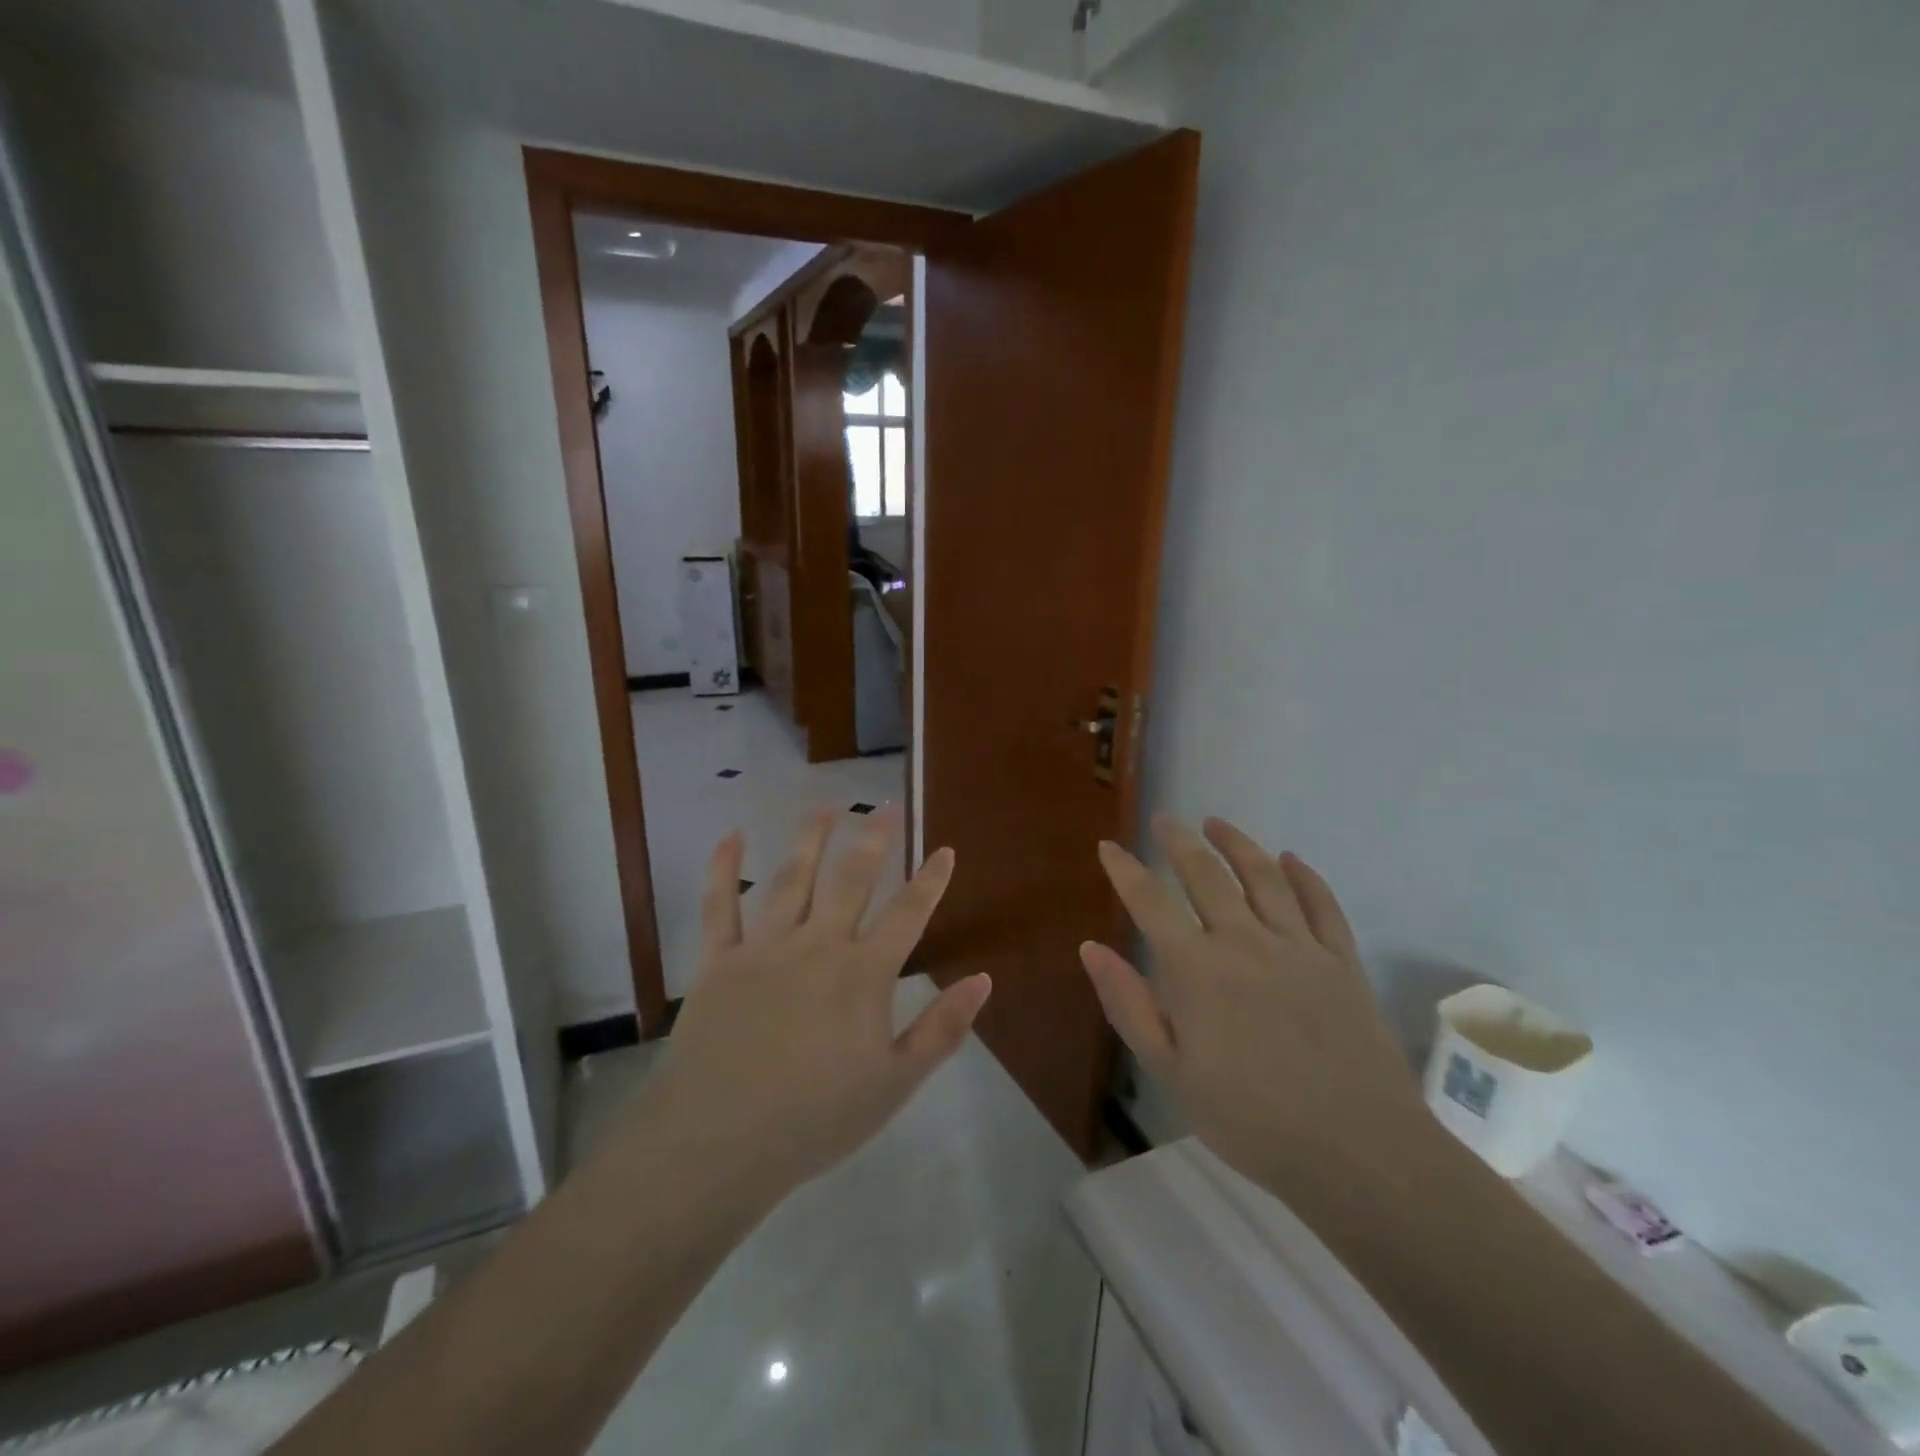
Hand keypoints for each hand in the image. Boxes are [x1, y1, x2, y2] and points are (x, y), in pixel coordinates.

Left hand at [634, 806, 991, 1203]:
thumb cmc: (815, 1119)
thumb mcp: (894, 1084)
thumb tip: (983, 979)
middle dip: (873, 839)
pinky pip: (720, 905)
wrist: (718, 1142)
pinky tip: (732, 835)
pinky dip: (724, 867)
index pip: (908, 914)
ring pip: (792, 878)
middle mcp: (818, 945)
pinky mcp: (718, 960)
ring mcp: (765, 947)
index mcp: (863, 974)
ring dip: (810, 839)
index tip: (944, 849)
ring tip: (825, 807)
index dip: (930, 880)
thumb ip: (941, 1029)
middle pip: (852, 879)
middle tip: (885, 807)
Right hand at [1081, 815, 1427, 1206]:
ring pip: (1263, 876)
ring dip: (1237, 843)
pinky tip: (1290, 859)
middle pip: (1206, 874)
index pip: (1150, 901)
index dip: (1125, 869)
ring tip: (1216, 823)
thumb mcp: (1170, 1070)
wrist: (1356, 1151)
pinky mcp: (1341, 961)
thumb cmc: (1249, 1118)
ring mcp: (1298, 946)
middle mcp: (1244, 940)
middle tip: (1165, 820)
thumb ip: (1128, 1003)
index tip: (1109, 846)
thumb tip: (1091, 948)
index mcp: (1197, 968)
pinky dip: (1304, 876)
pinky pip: (1321, 904)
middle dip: (1179, 842)